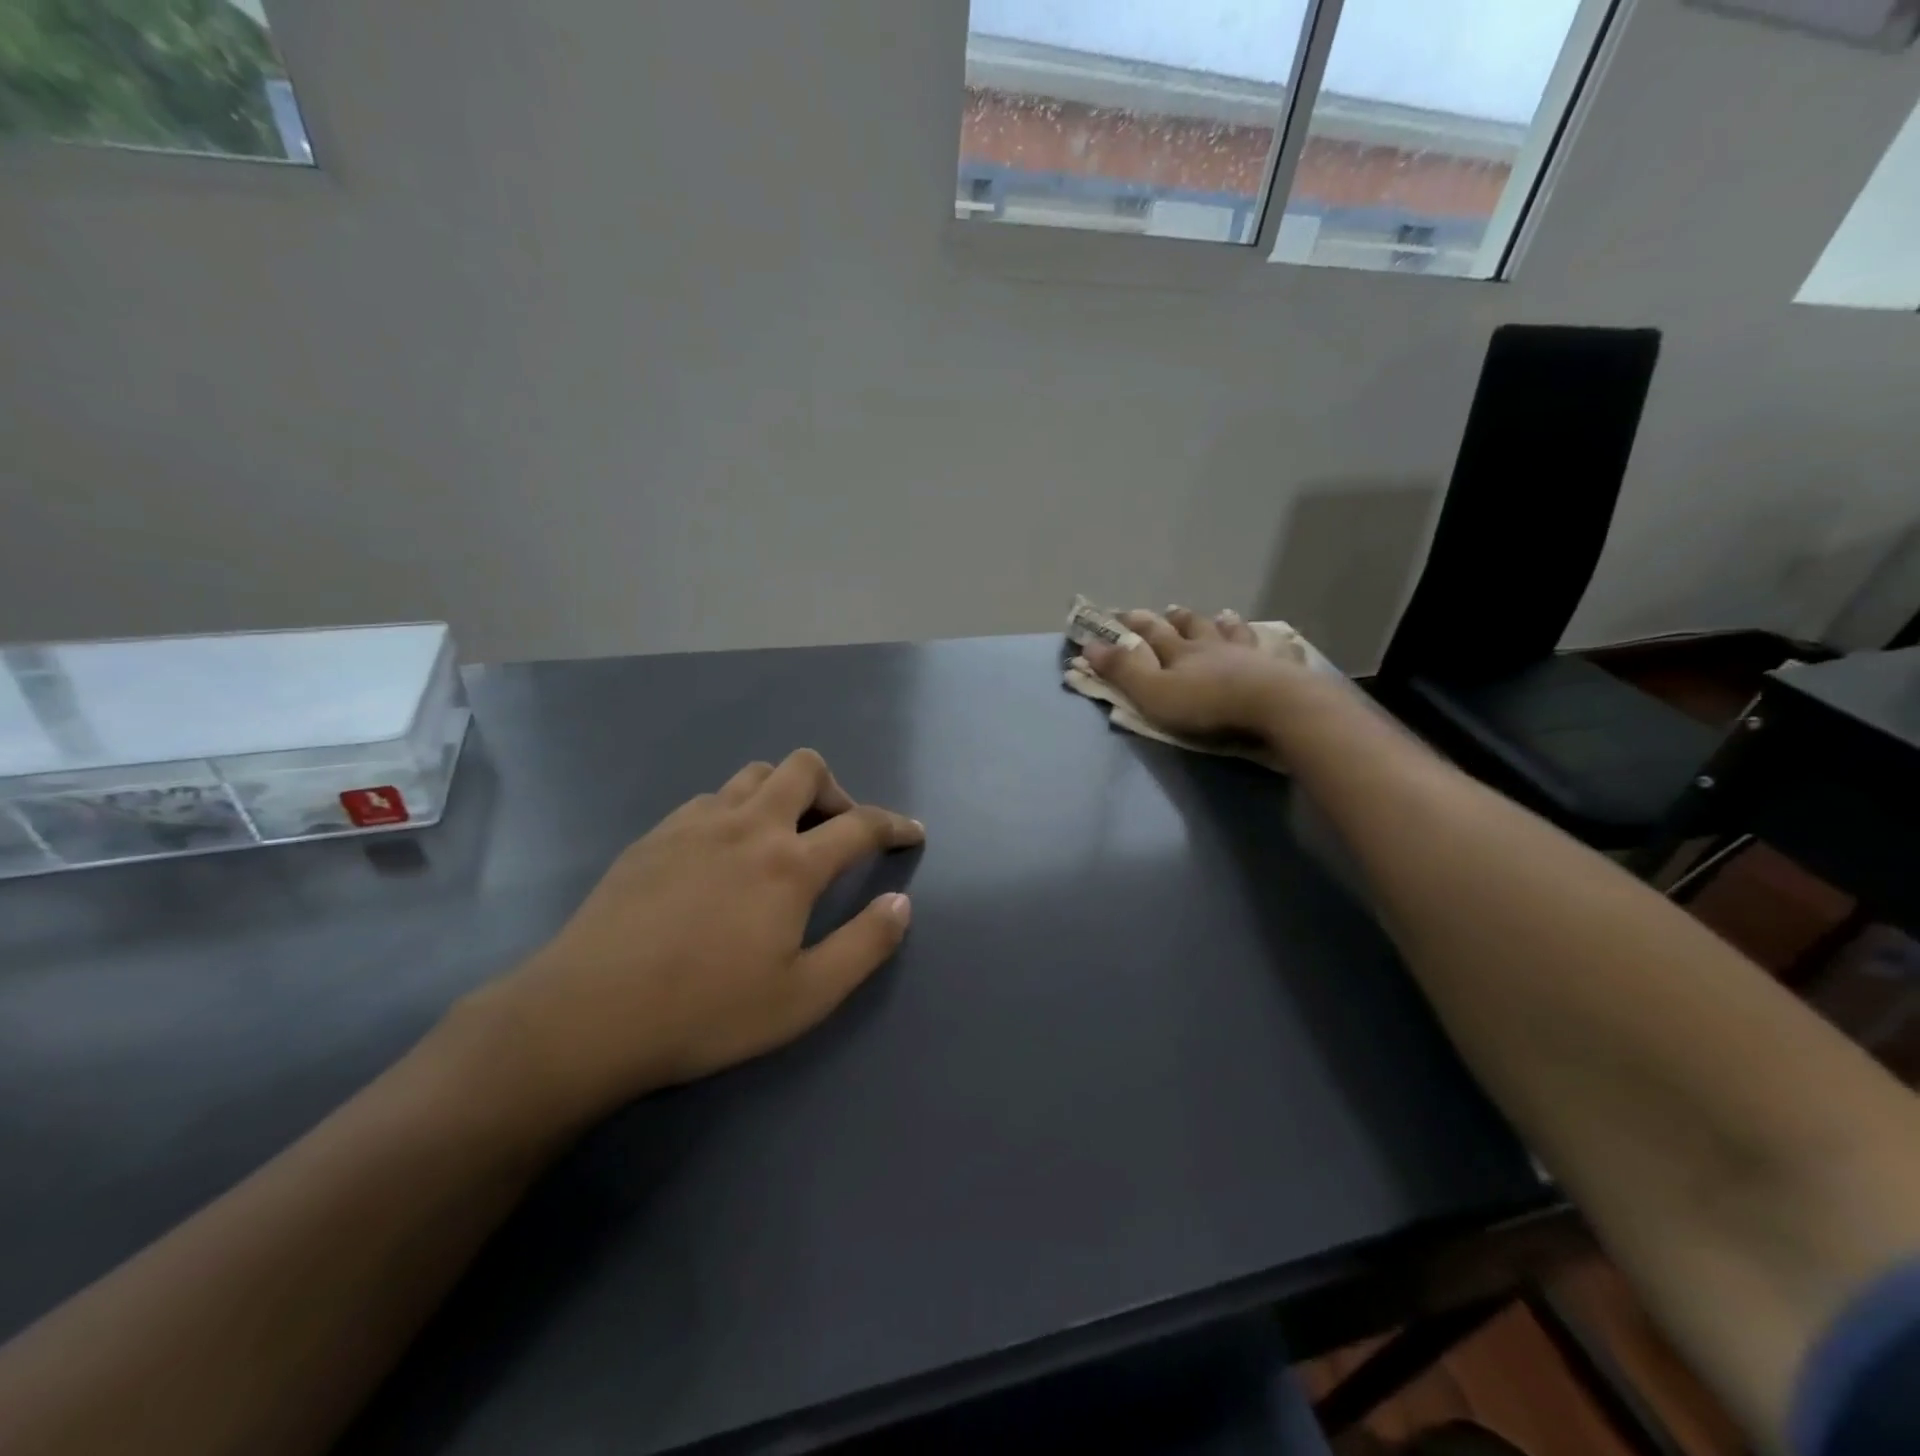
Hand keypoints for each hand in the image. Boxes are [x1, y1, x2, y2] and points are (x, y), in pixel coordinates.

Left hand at [465, 749, 923, 1127]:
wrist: (586, 1015)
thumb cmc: (705, 1011)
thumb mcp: (804, 997)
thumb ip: (864, 946)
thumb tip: (902, 904)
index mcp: (789, 863)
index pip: (860, 824)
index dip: (895, 825)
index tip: (912, 833)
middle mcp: (748, 826)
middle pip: (804, 769)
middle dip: (836, 790)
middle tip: (837, 832)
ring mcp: (695, 824)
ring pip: (754, 775)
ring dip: (783, 793)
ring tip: (782, 838)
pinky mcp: (655, 835)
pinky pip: (710, 799)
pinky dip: (737, 810)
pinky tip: (723, 854)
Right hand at [1083, 607, 1305, 739]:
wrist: (1275, 707)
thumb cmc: (1207, 704)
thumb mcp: (1153, 693)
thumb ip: (1123, 671)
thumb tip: (1089, 644)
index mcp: (1181, 652)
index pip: (1152, 633)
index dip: (1134, 624)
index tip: (1120, 614)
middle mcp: (1213, 646)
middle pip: (1192, 627)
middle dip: (1177, 619)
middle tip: (1171, 609)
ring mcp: (1249, 656)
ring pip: (1231, 633)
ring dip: (1222, 624)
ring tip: (1221, 615)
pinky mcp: (1280, 671)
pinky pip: (1272, 652)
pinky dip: (1268, 644)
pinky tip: (1275, 643)